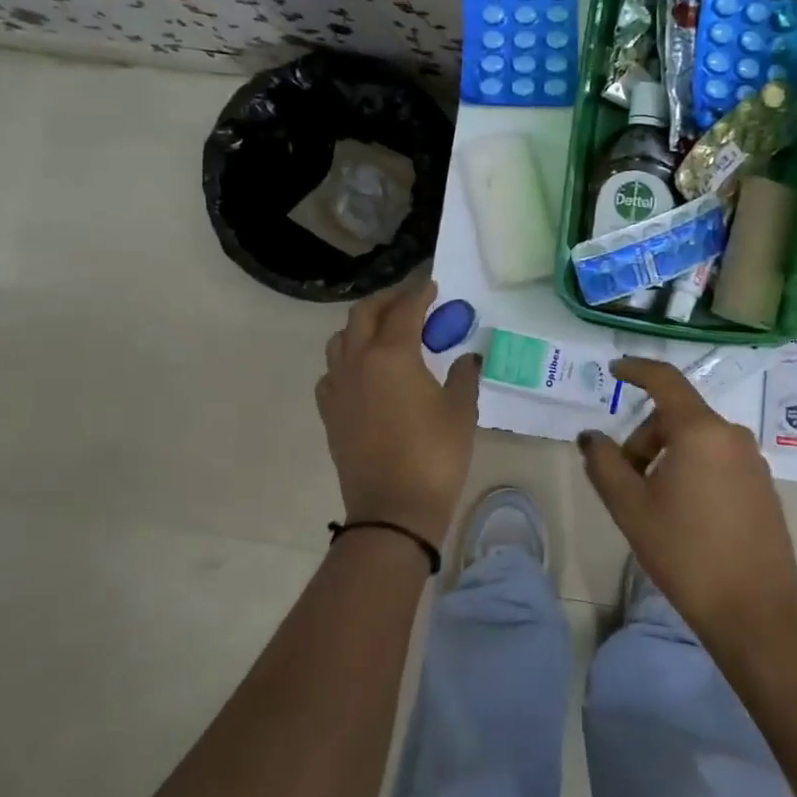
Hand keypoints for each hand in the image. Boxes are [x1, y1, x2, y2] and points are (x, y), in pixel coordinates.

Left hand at [316, 280, 481, 546]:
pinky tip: (364, 372)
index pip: (404, 311)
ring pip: (341, 340)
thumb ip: (463, 377)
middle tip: (409, 301)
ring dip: (362, 326)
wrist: (392, 510)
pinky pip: (332, 371)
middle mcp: (357, 362)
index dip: (419, 294)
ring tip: (385, 332)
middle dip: (387, 301)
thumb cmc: (434, 456)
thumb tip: (466, 359)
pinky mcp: (330, 412)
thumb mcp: (460, 412)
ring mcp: (338, 387)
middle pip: (363, 315)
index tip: (432, 286)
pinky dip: (348, 359)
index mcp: (391, 355)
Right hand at [577, 358, 796, 646]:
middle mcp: (732, 436)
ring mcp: (753, 461)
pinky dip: (692, 469)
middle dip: (644, 438)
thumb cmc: (685, 553)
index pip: (665, 381)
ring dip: (667, 456)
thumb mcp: (631, 508)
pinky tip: (684, 513)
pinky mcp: (763, 486)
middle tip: (625, 481)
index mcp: (700, 431)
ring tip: (652, 503)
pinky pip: (718, 460)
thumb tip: (591, 437)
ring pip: (697, 440)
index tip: (614, 370)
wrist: (755, 611)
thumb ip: (604, 463)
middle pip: (677, 417)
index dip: (636, 370)